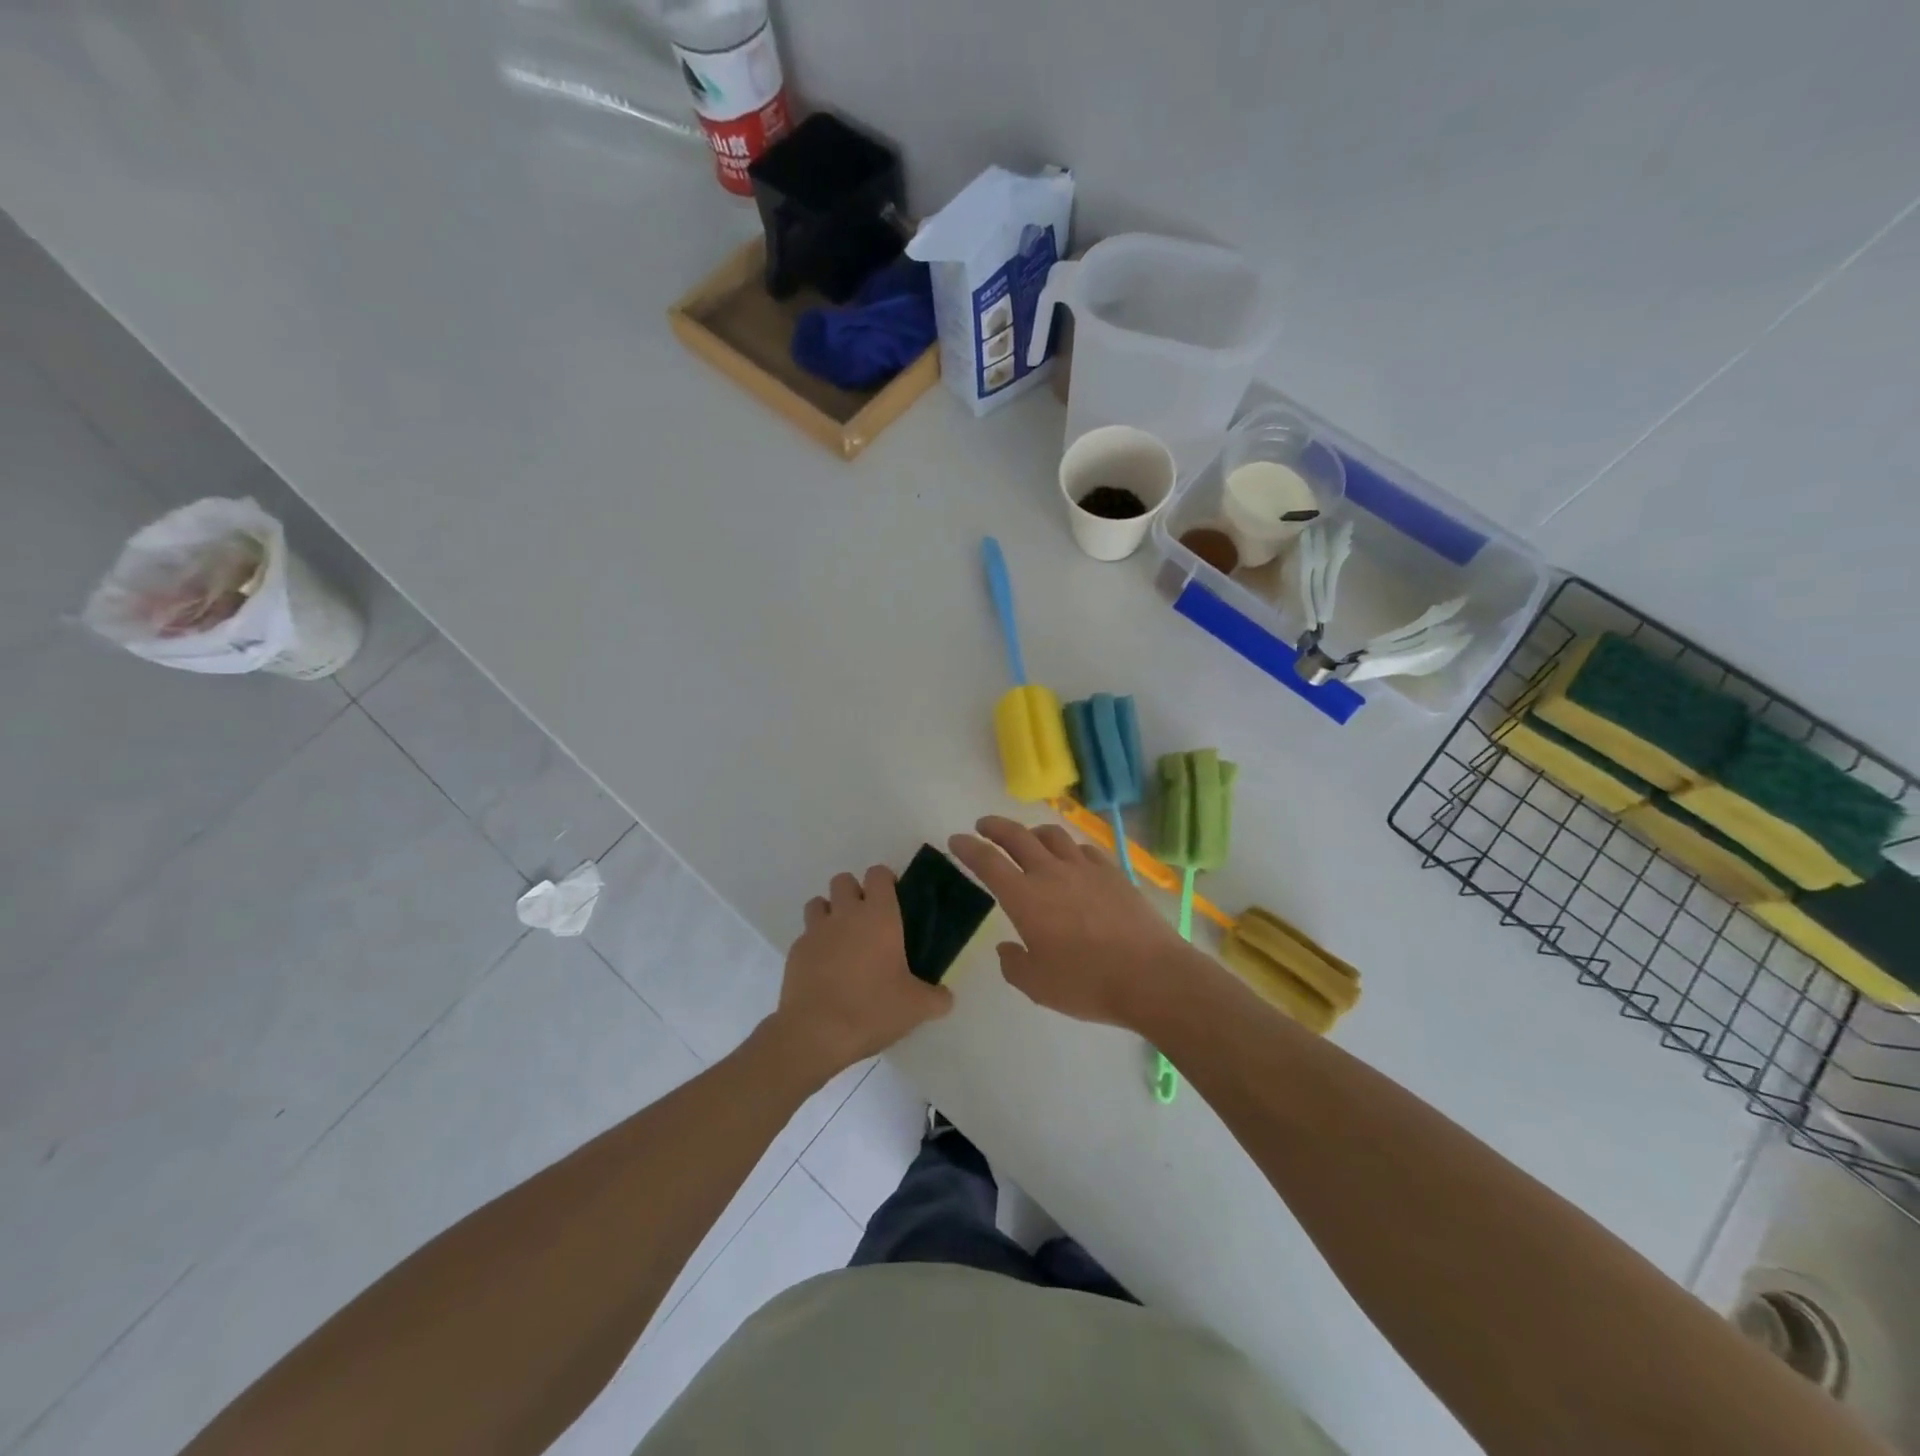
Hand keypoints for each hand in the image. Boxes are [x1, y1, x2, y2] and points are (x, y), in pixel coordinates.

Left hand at [767, 865, 952, 1080]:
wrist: (816, 1033)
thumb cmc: (872, 1009)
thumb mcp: (917, 1007)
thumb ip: (937, 998)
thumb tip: (946, 997)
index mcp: (879, 916)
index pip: (878, 874)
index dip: (885, 881)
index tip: (893, 900)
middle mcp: (845, 914)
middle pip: (843, 880)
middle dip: (854, 893)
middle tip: (867, 921)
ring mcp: (816, 931)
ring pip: (818, 903)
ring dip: (829, 913)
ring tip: (841, 940)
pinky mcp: (795, 952)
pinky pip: (805, 936)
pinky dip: (814, 944)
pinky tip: (824, 969)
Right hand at [948, 816, 1200, 1029]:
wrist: (1150, 976)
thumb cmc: (1086, 983)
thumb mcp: (1037, 985)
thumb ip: (1014, 964)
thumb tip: (1007, 948)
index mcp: (1025, 897)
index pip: (988, 861)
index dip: (968, 848)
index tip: (956, 840)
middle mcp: (1051, 873)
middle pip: (1017, 836)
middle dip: (995, 827)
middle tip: (983, 825)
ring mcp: (1085, 869)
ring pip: (1052, 835)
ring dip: (1032, 832)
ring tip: (1027, 838)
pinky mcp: (1113, 873)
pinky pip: (1083, 849)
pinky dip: (1068, 848)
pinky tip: (1070, 858)